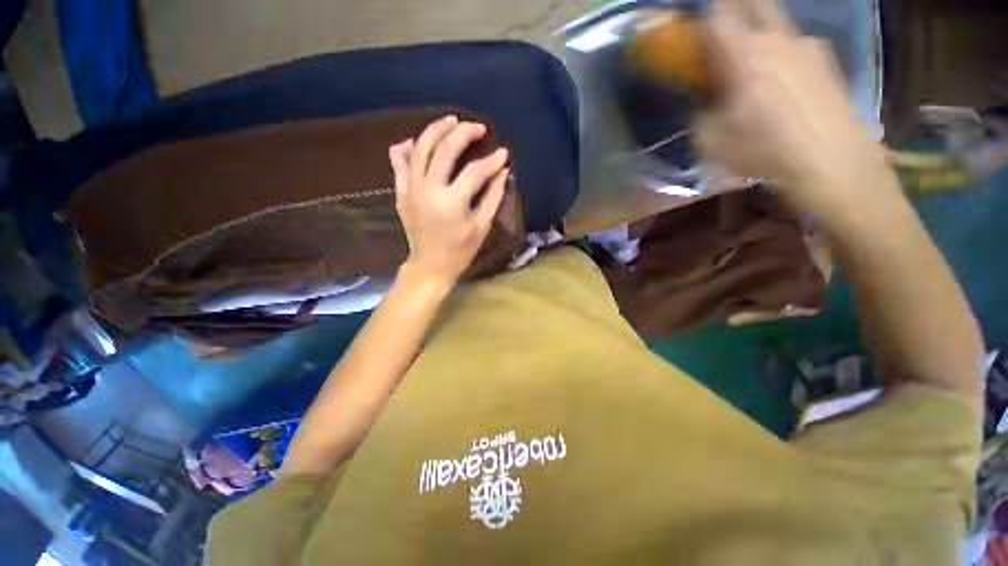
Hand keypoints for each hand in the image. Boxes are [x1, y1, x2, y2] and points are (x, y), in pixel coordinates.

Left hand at [389, 115, 509, 284]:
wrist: (430, 265)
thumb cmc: (460, 250)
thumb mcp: (481, 226)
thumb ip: (493, 197)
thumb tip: (502, 171)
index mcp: (452, 203)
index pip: (475, 172)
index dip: (491, 160)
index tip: (503, 153)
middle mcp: (428, 190)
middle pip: (444, 149)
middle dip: (463, 132)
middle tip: (477, 127)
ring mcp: (411, 189)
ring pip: (420, 147)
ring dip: (436, 129)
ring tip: (451, 121)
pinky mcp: (401, 191)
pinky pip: (399, 161)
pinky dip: (407, 147)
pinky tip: (418, 141)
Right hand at [697, 0, 888, 212]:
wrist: (832, 162)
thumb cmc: (764, 150)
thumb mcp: (711, 141)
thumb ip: (701, 115)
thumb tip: (703, 103)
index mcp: (744, 54)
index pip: (716, 16)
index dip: (701, 19)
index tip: (693, 31)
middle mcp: (777, 39)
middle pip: (752, 3)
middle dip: (733, 8)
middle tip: (722, 29)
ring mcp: (807, 46)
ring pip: (776, 23)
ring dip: (759, 32)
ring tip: (751, 58)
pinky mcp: (827, 61)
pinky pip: (796, 44)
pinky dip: (781, 51)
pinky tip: (780, 77)